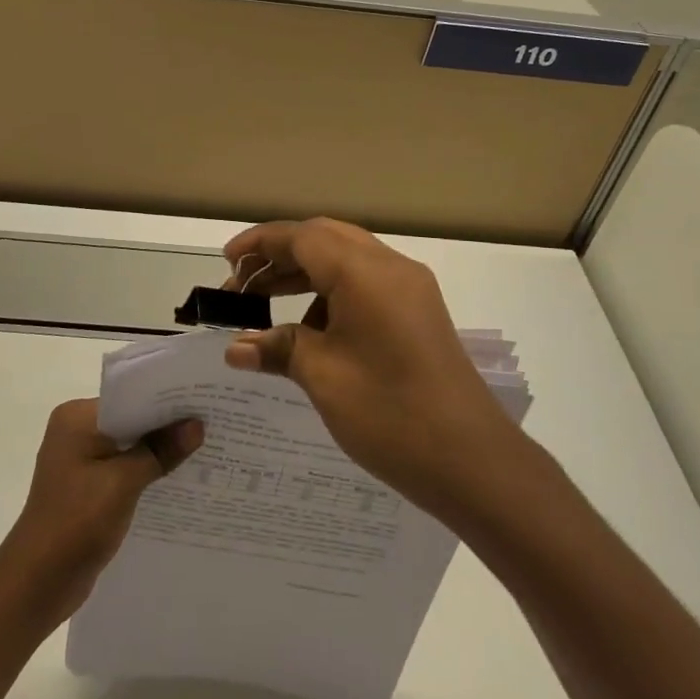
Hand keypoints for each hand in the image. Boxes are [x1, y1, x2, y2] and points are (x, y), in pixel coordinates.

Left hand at [0, 399, 202, 622]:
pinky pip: (124, 468)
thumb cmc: (76, 522)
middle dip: (167, 426)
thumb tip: (197, 425)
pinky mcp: (87, 485)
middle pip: (132, 420)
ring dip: (159, 450)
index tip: (205, 401)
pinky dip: (147, 471)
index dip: (167, 400)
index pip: (130, 397)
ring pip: (130, 445)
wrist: (37, 583)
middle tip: (213, 423)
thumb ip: (160, 451)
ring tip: (205, 449)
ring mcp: (80, 459)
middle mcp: (76, 430)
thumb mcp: (123, 482)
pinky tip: (179, 477)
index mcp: (77, 417)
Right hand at [222, 218, 524, 515]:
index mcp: (366, 272)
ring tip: (266, 306)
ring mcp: (411, 290)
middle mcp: (392, 268)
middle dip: (280, 255)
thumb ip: (277, 349)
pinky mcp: (419, 314)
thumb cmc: (390, 413)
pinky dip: (331, 295)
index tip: (227, 261)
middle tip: (242, 283)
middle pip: (325, 240)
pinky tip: (311, 331)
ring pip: (347, 261)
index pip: (303, 237)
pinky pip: (366, 285)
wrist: (473, 462)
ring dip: (305, 275)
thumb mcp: (323, 377)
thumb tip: (236, 347)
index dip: (260, 243)